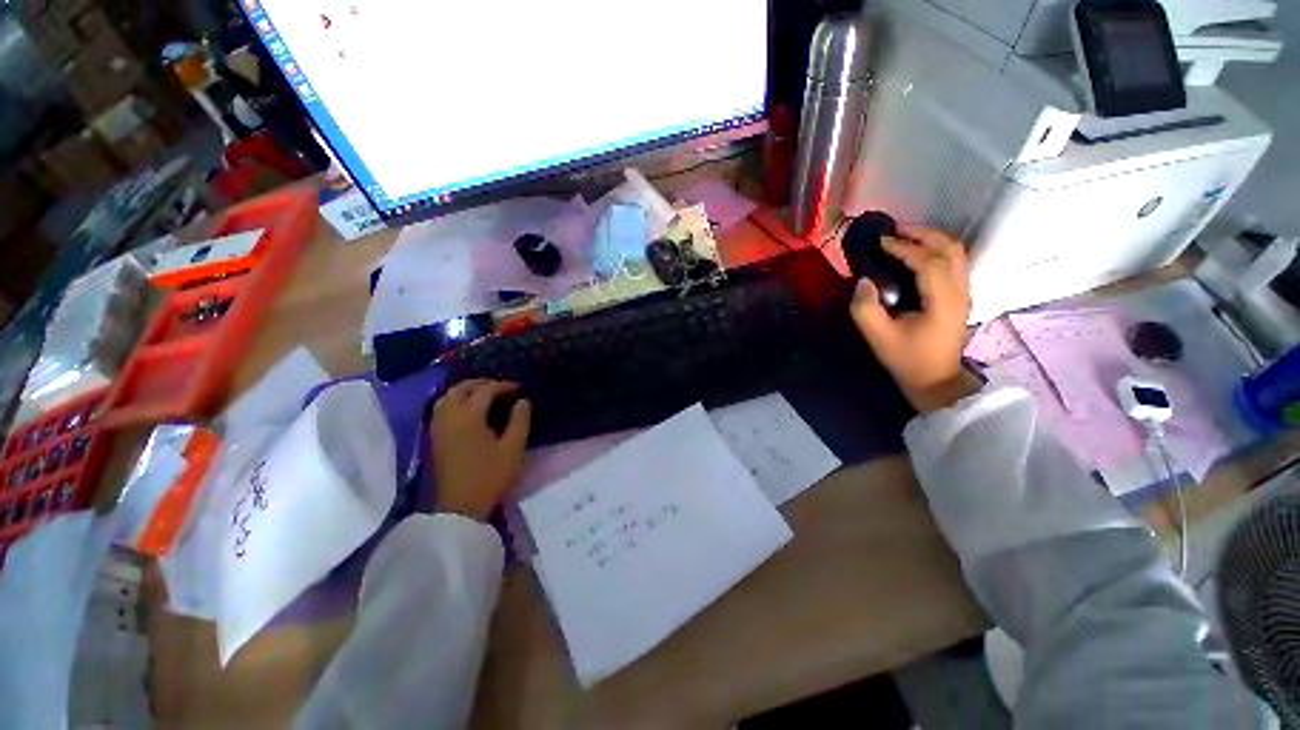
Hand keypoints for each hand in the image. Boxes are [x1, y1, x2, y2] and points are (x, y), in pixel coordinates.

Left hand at [430, 379, 531, 520]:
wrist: (461, 507)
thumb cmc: (490, 475)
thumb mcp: (513, 448)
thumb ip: (520, 421)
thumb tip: (523, 401)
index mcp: (469, 417)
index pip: (484, 391)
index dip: (502, 385)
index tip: (518, 387)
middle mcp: (449, 417)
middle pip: (460, 389)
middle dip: (480, 383)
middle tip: (499, 386)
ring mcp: (438, 428)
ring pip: (446, 397)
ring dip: (464, 390)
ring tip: (482, 393)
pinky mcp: (434, 438)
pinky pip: (440, 409)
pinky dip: (453, 400)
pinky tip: (466, 408)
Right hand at [849, 224, 978, 412]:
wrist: (936, 380)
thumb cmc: (907, 359)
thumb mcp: (878, 338)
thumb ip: (866, 309)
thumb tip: (864, 281)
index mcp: (943, 301)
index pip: (929, 262)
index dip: (905, 247)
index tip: (881, 241)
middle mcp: (960, 291)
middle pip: (951, 248)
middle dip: (923, 233)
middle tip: (895, 229)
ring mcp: (964, 292)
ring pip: (956, 252)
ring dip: (932, 238)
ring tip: (905, 235)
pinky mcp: (960, 296)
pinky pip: (954, 261)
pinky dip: (937, 249)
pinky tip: (917, 252)